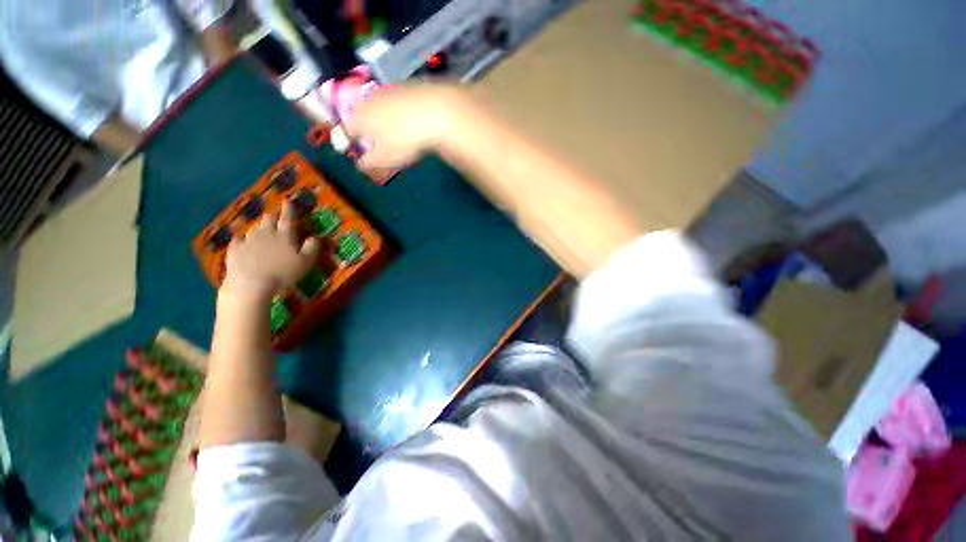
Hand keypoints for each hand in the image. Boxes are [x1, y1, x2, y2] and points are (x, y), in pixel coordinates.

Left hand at [222, 204, 320, 297]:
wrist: (251, 284)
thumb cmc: (283, 273)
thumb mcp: (306, 262)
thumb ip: (312, 247)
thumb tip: (316, 237)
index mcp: (285, 236)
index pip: (288, 218)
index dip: (289, 209)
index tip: (288, 200)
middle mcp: (266, 233)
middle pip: (269, 219)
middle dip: (273, 216)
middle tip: (276, 218)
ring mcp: (248, 240)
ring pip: (255, 228)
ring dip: (260, 229)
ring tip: (263, 233)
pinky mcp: (235, 249)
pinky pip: (239, 240)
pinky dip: (243, 241)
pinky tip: (243, 245)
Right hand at [344, 85, 469, 169]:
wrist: (435, 112)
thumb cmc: (404, 141)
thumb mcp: (385, 159)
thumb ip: (369, 162)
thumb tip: (360, 164)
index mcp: (360, 118)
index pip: (348, 128)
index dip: (349, 139)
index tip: (353, 146)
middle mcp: (370, 100)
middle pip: (361, 111)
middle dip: (363, 122)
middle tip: (371, 134)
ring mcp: (390, 90)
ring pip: (379, 102)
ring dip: (382, 113)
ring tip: (391, 125)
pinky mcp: (409, 85)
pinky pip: (399, 98)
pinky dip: (401, 107)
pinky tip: (411, 115)